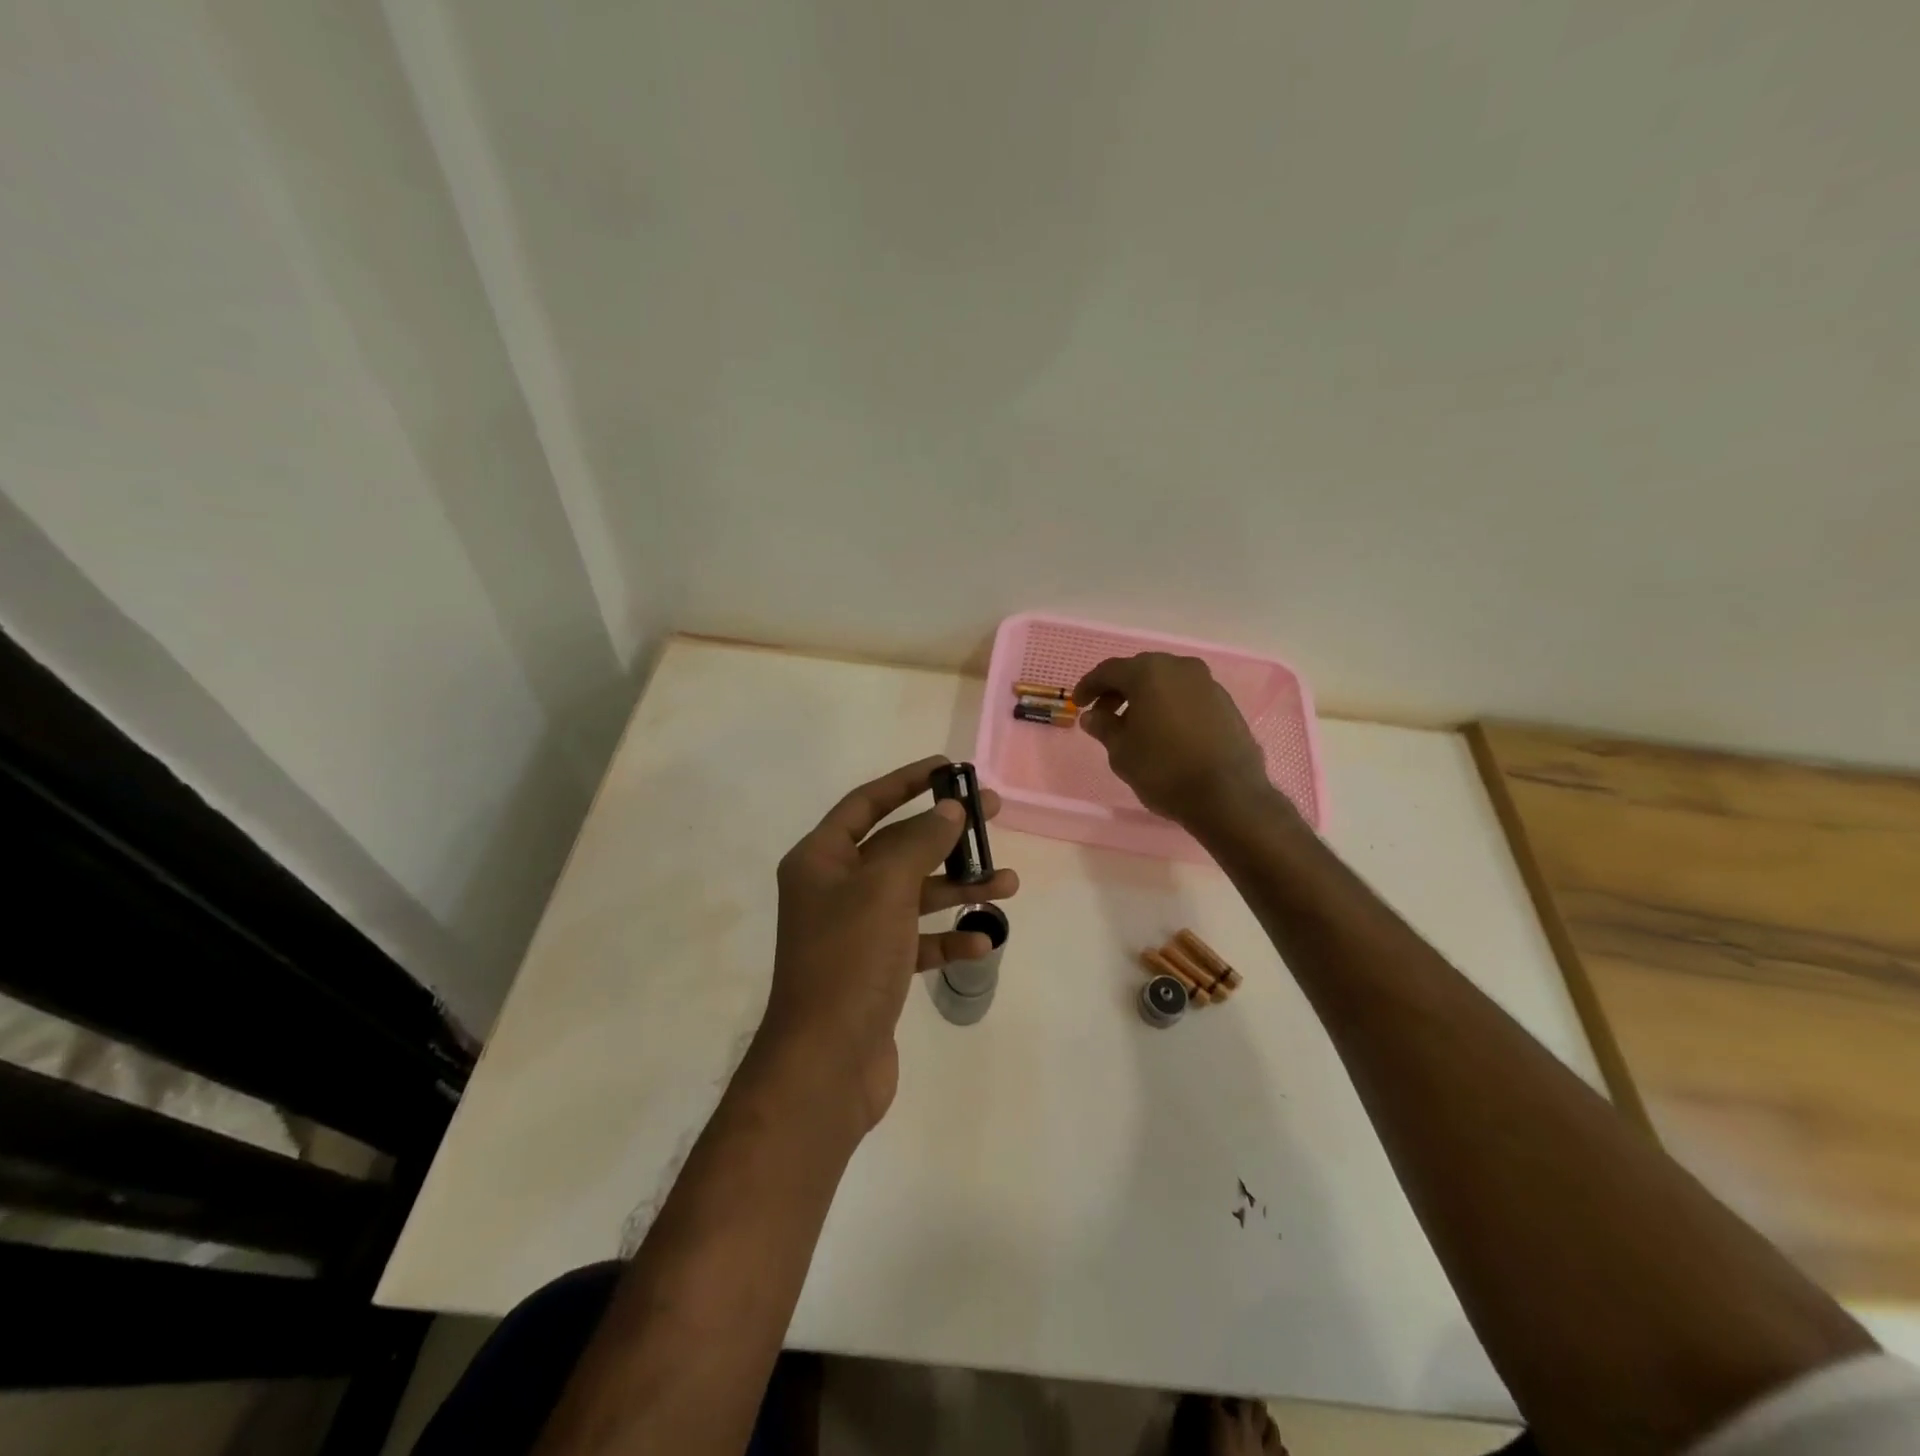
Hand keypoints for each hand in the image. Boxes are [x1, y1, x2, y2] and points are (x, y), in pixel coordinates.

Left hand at [762, 755, 1018, 1129]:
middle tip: (993, 816)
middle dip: (945, 834)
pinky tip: (980, 943)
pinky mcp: (875, 970)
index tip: (950, 769)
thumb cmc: (850, 960)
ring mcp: (854, 932)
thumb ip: (920, 842)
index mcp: (820, 860)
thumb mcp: (886, 888)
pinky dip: (947, 939)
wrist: (826, 1064)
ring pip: (913, 895)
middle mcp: (833, 890)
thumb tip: (949, 810)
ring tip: (1006, 885)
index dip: (908, 781)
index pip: (866, 803)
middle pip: (897, 846)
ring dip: (957, 888)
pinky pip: (917, 941)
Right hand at [1072, 654, 1279, 832]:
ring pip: (1166, 682)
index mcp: (1149, 673)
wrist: (1228, 795)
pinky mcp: (1226, 703)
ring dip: (1145, 698)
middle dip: (1118, 690)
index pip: (1109, 671)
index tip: (1078, 704)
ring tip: (1134, 726)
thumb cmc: (1164, 770)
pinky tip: (1164, 732)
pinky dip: (1169, 706)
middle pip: (1140, 671)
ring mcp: (1207, 683)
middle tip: (1103, 715)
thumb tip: (1093, 716)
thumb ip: (1104, 727)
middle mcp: (1180, 667)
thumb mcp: (1121, 752)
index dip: (1089, 686)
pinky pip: (1187, 696)